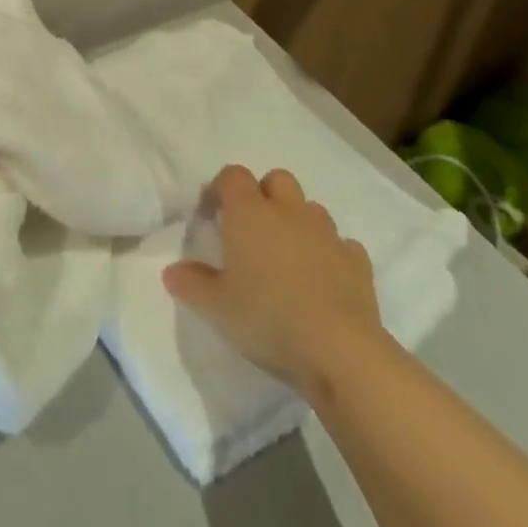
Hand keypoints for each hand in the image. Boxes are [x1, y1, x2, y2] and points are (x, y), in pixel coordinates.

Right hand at [162, 164, 386, 395]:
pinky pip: (341, 244)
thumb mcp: (217, 308)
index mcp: (250, 213)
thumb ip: (192, 284)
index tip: (212, 214)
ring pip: (310, 208)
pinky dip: (330, 253)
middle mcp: (288, 211)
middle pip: (276, 179)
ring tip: (288, 256)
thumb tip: (171, 271)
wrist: (339, 350)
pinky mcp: (357, 261)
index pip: (233, 176)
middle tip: (252, 230)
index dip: (221, 188)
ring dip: (298, 222)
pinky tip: (324, 279)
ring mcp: (326, 233)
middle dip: (264, 195)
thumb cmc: (268, 319)